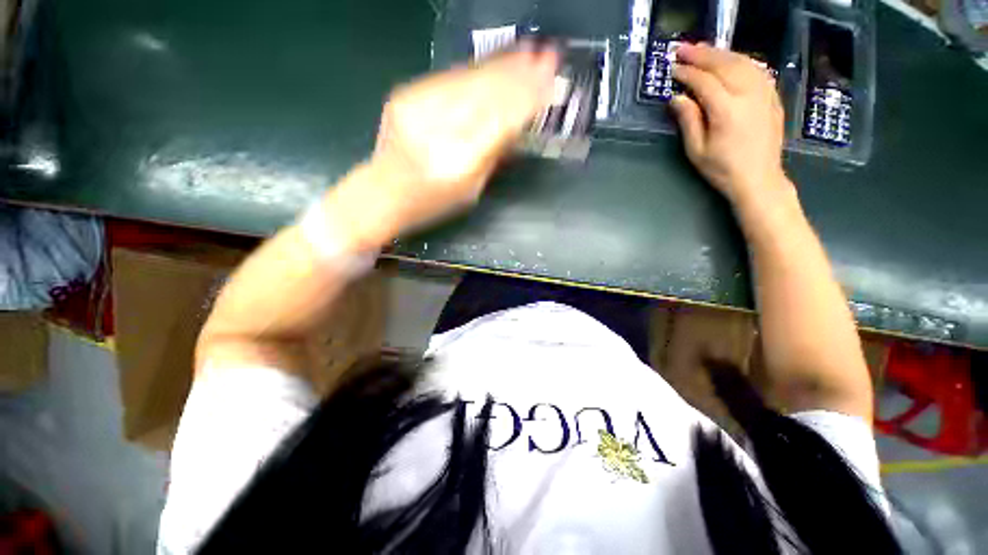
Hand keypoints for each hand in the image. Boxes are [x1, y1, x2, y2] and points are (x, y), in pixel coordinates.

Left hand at [324, 47, 558, 249]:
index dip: (527, 98)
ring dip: (502, 65)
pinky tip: (494, 63)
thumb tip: (517, 124)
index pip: (501, 121)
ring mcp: (419, 109)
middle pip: (487, 95)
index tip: (549, 79)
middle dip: (521, 74)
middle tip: (548, 57)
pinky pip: (449, 78)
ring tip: (528, 52)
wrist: (382, 193)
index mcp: (460, 164)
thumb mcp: (471, 191)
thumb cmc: (431, 203)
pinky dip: (476, 69)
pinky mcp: (406, 95)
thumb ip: (493, 156)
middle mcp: (440, 132)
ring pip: (469, 80)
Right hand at [669, 43, 789, 209]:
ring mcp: (764, 93)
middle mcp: (748, 95)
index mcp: (727, 110)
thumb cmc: (722, 169)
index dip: (687, 73)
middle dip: (702, 54)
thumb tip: (676, 98)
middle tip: (683, 48)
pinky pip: (757, 70)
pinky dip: (740, 60)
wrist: (759, 179)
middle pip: (724, 64)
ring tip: (703, 49)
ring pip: (742, 62)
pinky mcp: (773, 97)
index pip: (704, 81)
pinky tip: (730, 60)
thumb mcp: (696, 150)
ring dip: (721, 53)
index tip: (673, 68)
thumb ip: (688, 120)